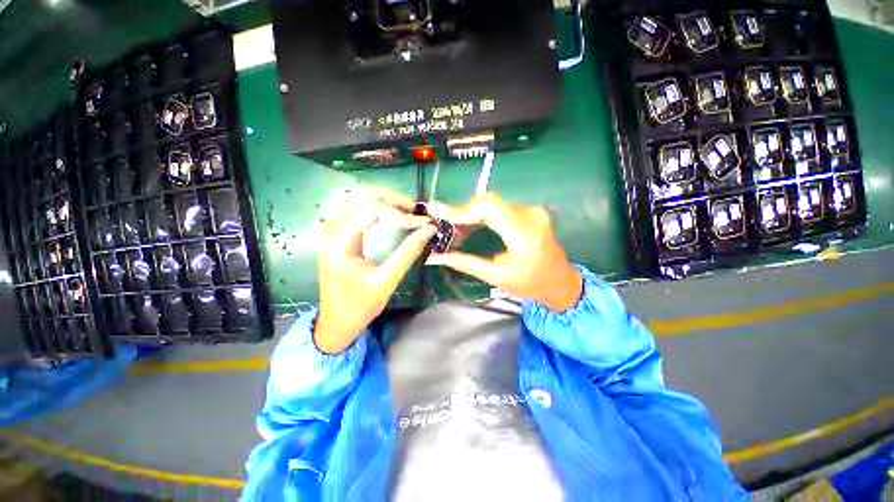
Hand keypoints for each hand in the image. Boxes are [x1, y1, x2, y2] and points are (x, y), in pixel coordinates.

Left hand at [315, 187, 436, 353]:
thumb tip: (429, 229)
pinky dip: (374, 206)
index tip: (421, 222)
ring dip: (382, 199)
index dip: (398, 213)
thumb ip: (408, 252)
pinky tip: (390, 213)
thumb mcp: (387, 281)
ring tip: (405, 210)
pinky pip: (353, 207)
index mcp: (338, 244)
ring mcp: (328, 230)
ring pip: (355, 197)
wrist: (336, 321)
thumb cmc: (360, 306)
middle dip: (390, 198)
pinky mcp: (334, 233)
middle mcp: (329, 231)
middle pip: (359, 195)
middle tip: (413, 209)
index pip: (369, 209)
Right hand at [425, 193, 581, 311]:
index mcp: (523, 233)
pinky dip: (481, 216)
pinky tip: (469, 227)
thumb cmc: (531, 285)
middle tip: (444, 227)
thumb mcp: (496, 276)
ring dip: (470, 214)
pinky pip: (499, 208)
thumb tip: (435, 257)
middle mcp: (529, 214)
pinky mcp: (528, 212)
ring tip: (453, 231)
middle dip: (462, 213)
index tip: (439, 215)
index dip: (461, 209)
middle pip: (487, 202)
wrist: (561, 282)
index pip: (488, 207)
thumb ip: (465, 263)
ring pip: (491, 204)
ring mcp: (531, 210)